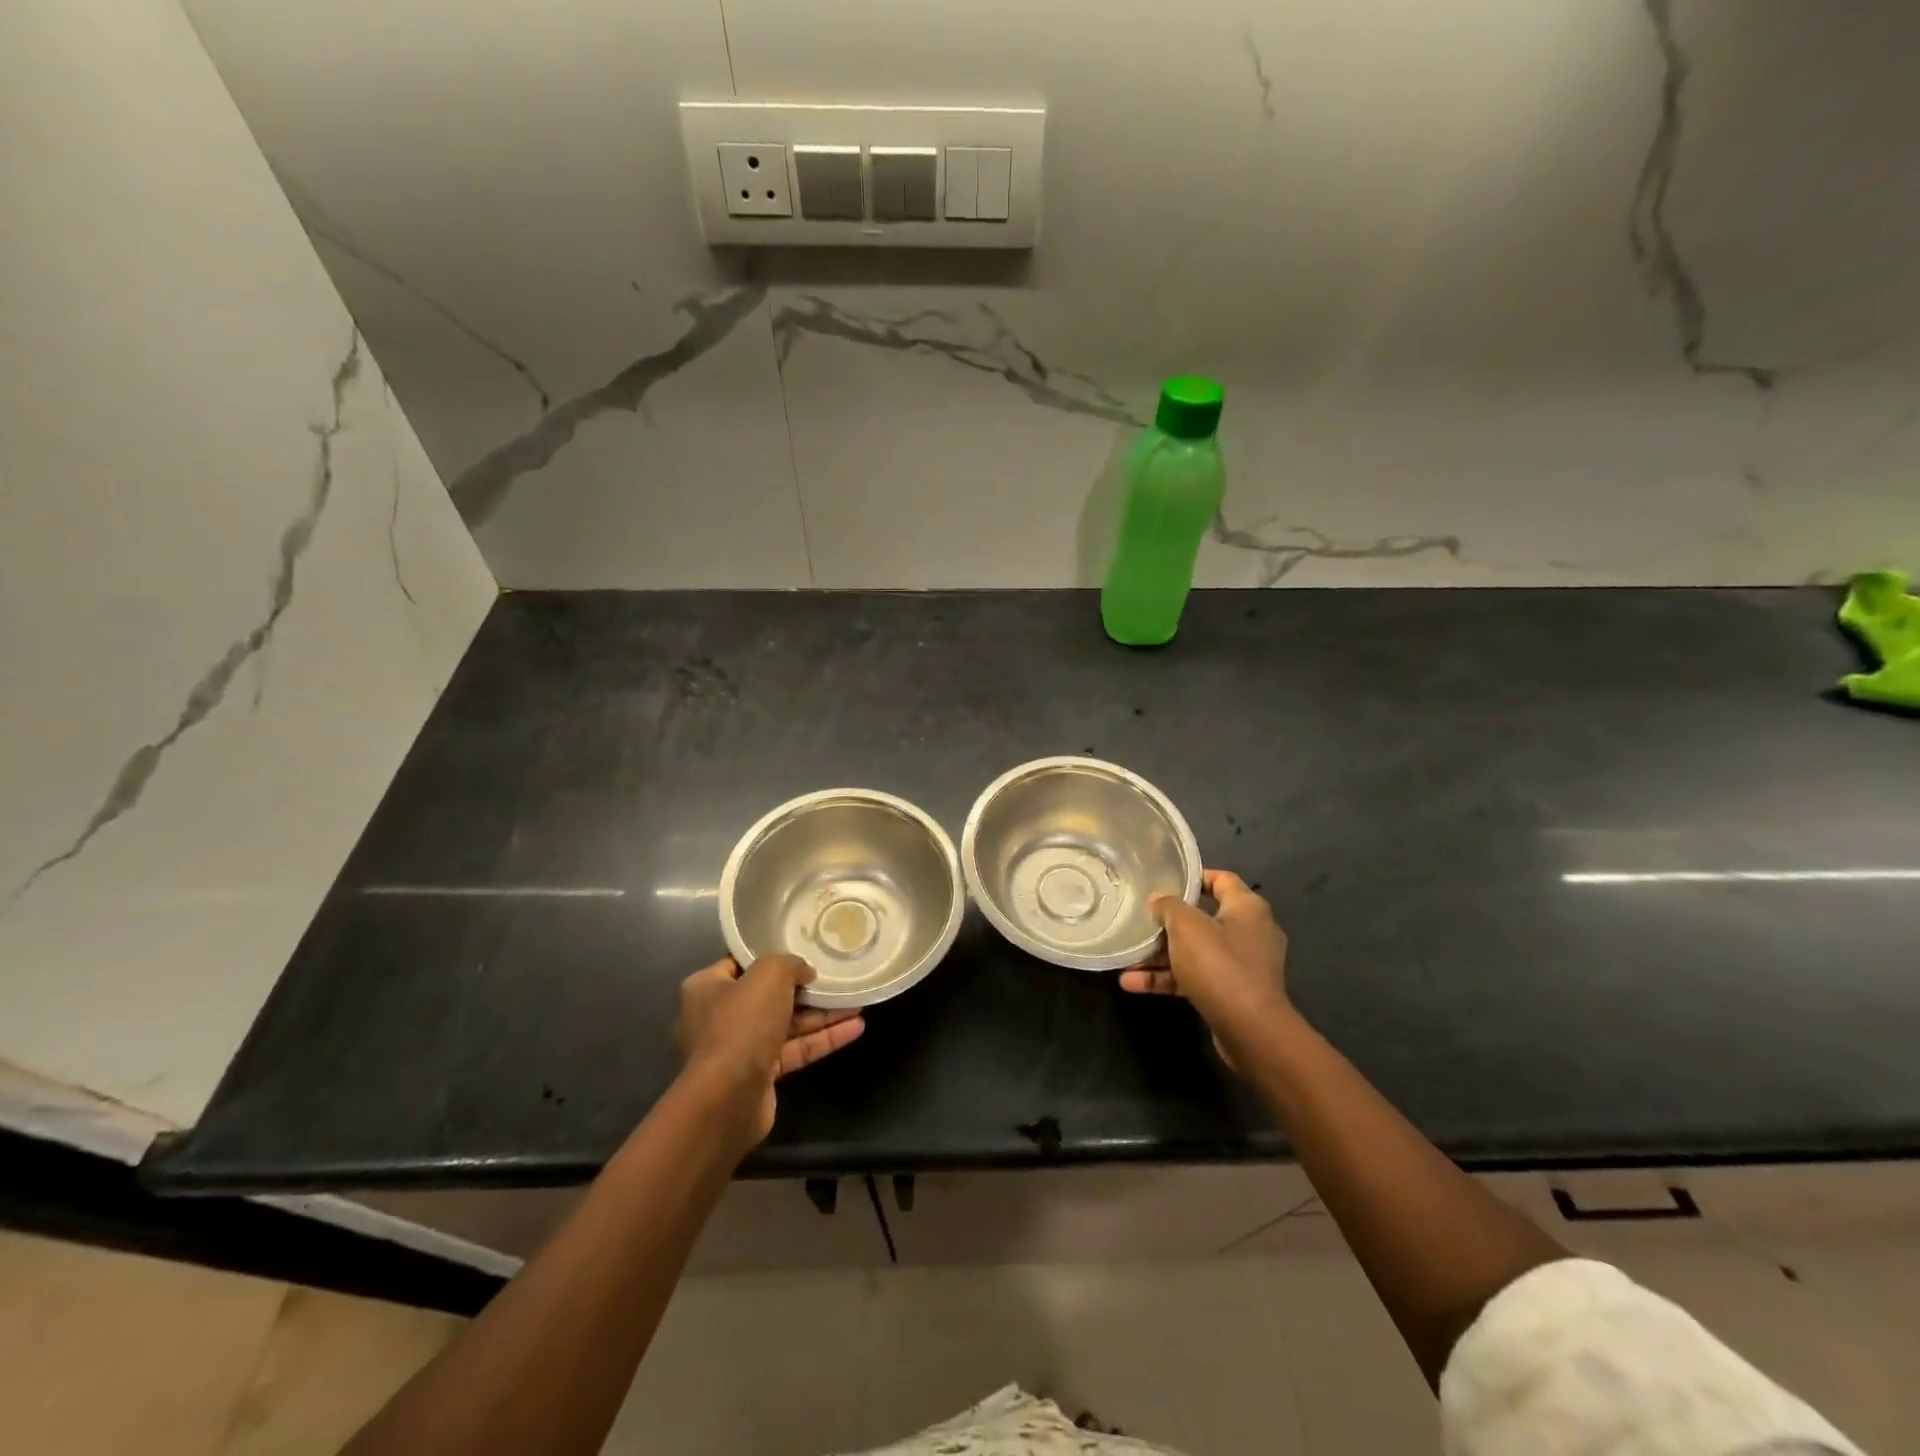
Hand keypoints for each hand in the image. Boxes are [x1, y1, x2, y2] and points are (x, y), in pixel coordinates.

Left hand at [675, 954, 864, 1149]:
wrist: (728, 1097)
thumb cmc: (741, 1024)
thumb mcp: (768, 974)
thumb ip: (789, 964)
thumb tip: (805, 972)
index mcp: (708, 987)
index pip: (742, 964)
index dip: (772, 956)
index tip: (803, 949)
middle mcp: (720, 1016)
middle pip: (770, 994)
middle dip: (806, 988)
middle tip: (837, 976)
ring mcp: (741, 1048)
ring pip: (788, 1023)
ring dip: (822, 1014)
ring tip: (858, 1001)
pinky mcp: (761, 1074)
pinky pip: (796, 1049)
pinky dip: (823, 1038)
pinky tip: (856, 1027)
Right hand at [1119, 869, 1291, 1070]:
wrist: (1250, 1030)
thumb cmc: (1219, 965)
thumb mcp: (1186, 926)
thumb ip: (1169, 906)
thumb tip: (1158, 899)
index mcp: (1247, 908)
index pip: (1221, 879)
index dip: (1193, 877)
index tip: (1163, 880)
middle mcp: (1249, 932)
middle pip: (1203, 918)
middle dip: (1169, 922)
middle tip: (1140, 919)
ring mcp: (1241, 965)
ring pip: (1195, 951)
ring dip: (1161, 955)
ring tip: (1127, 957)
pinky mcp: (1232, 993)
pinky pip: (1195, 977)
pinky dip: (1168, 979)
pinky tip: (1132, 984)